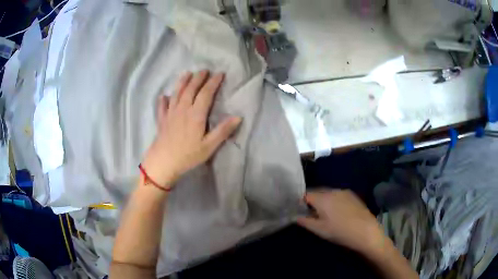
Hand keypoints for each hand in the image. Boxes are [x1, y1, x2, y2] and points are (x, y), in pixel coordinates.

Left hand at [141, 70, 241, 187]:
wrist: (164, 162)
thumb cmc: (188, 155)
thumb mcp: (209, 146)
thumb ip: (223, 131)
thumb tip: (238, 117)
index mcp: (196, 115)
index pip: (206, 93)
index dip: (213, 82)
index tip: (219, 74)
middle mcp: (182, 109)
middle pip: (191, 89)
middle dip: (198, 78)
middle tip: (204, 70)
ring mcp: (170, 113)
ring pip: (177, 93)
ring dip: (182, 82)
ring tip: (187, 74)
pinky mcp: (162, 120)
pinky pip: (162, 106)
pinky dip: (163, 100)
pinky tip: (164, 96)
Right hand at [297, 189, 385, 253]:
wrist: (366, 231)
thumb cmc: (340, 232)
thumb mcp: (320, 230)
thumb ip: (305, 221)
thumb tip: (295, 216)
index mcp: (323, 198)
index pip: (306, 195)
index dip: (300, 202)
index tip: (299, 211)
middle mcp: (333, 191)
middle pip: (317, 192)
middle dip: (312, 200)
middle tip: (310, 213)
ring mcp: (344, 192)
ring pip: (328, 193)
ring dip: (323, 200)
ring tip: (324, 213)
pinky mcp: (352, 195)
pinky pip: (337, 194)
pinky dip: (333, 200)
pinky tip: (337, 211)